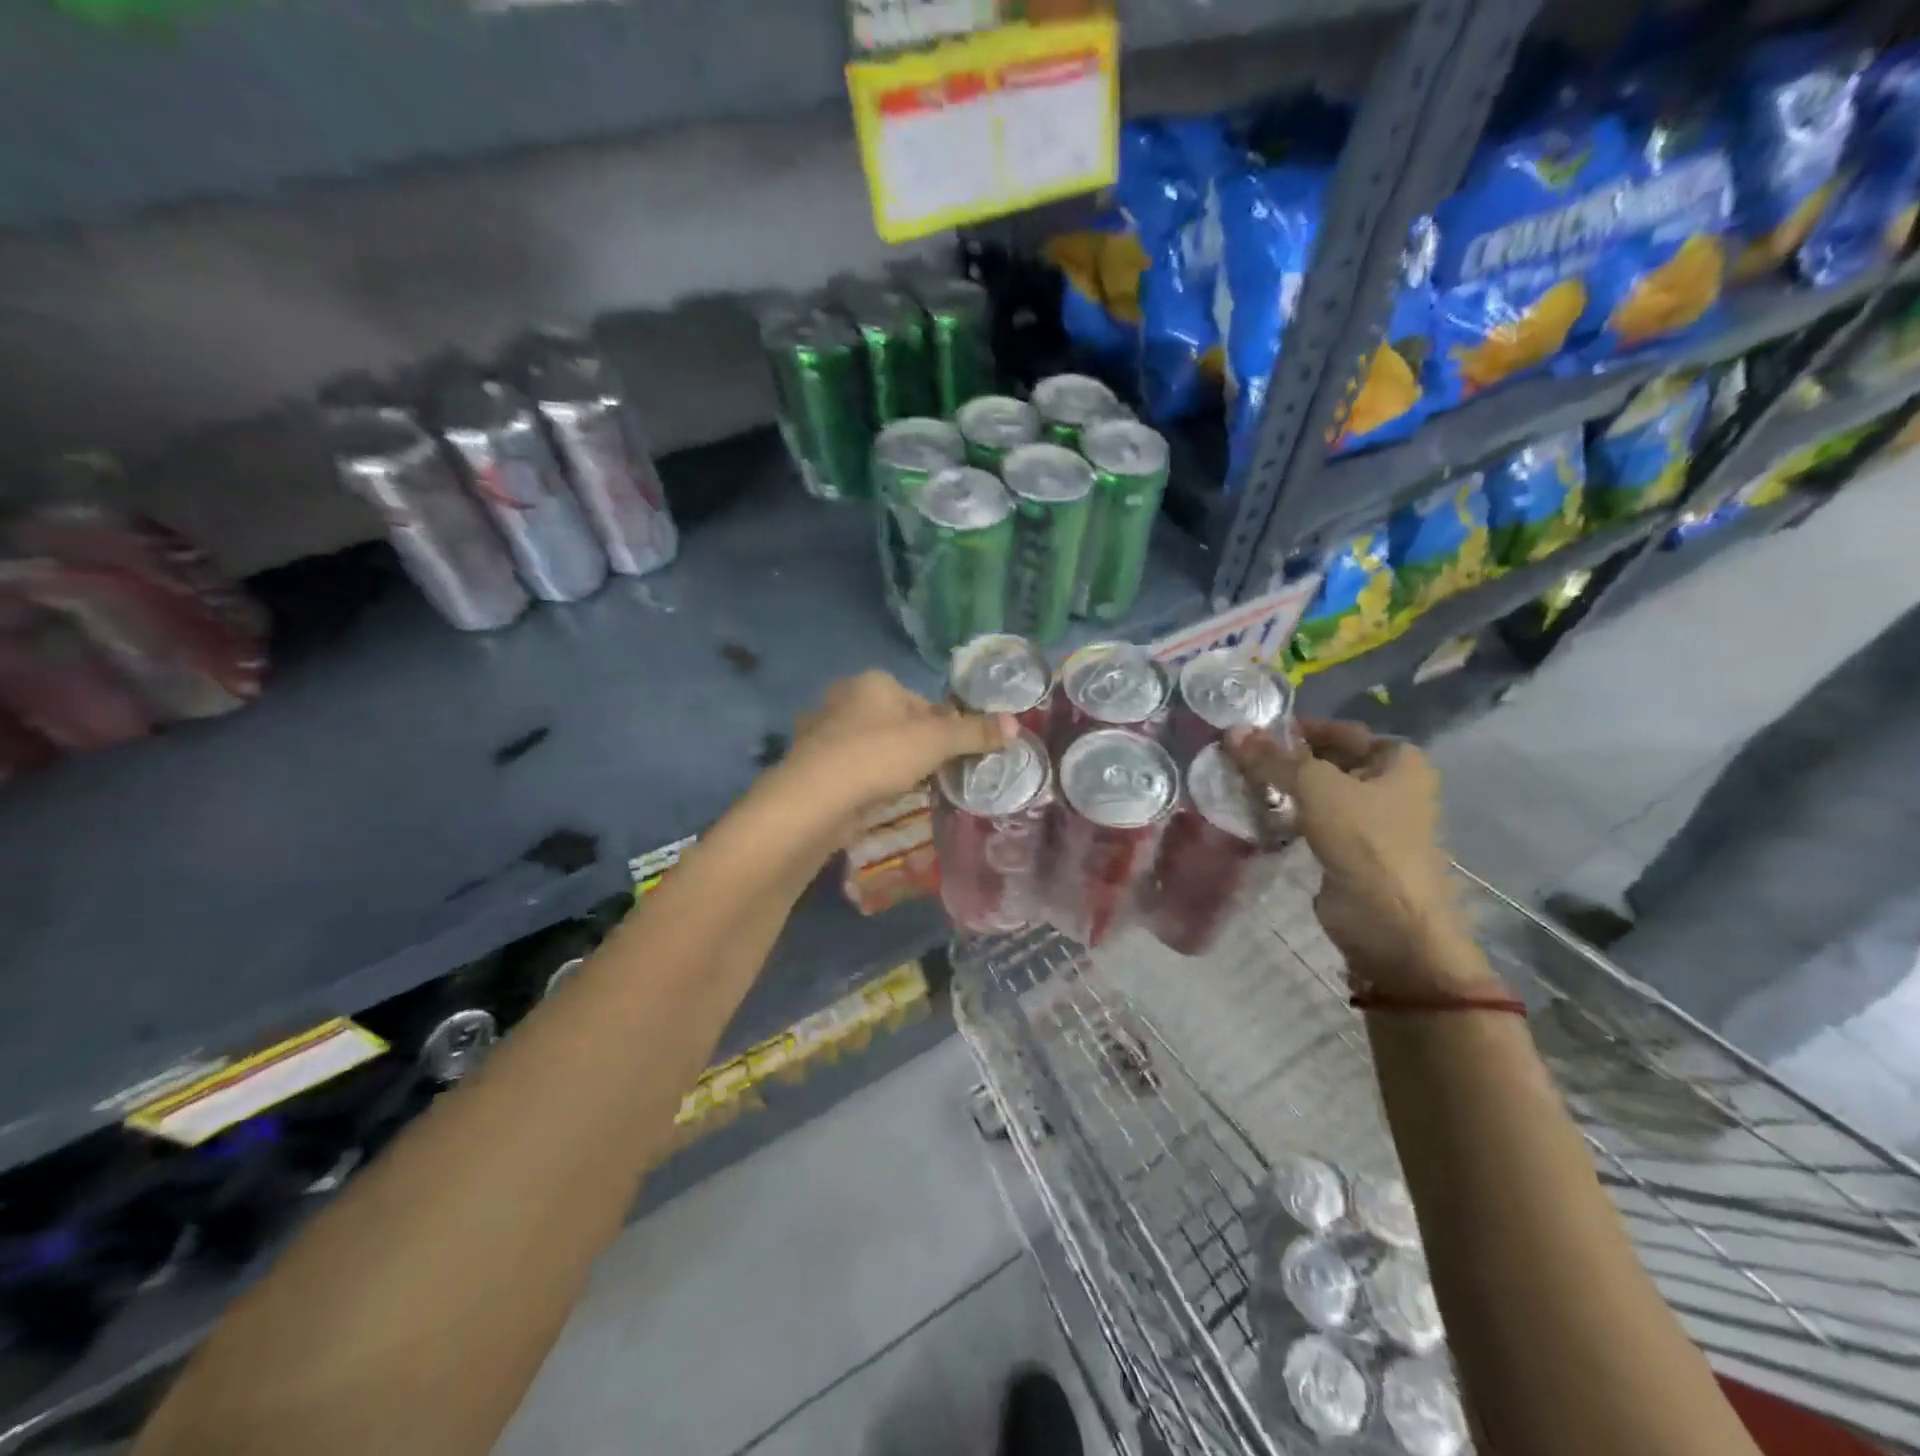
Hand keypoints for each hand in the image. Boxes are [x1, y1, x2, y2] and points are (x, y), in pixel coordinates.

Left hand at [772, 671, 1015, 837]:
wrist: (815, 799)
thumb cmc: (878, 756)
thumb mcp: (935, 742)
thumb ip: (974, 733)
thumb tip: (1015, 724)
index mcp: (873, 682)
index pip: (921, 701)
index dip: (942, 727)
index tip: (951, 755)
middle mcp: (843, 698)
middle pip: (895, 722)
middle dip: (914, 746)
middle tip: (931, 775)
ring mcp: (821, 732)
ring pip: (870, 746)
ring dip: (888, 764)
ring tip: (904, 790)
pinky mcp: (810, 764)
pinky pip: (850, 768)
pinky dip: (864, 780)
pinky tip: (873, 799)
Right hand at [1226, 718, 1489, 993]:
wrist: (1389, 923)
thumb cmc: (1366, 842)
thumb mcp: (1316, 788)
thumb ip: (1273, 759)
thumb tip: (1231, 732)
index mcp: (1398, 761)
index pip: (1340, 730)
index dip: (1299, 728)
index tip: (1253, 733)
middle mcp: (1389, 786)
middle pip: (1327, 761)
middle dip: (1285, 760)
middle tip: (1237, 758)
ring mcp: (1369, 821)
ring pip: (1317, 793)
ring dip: (1282, 789)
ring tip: (1237, 783)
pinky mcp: (1348, 851)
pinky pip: (1311, 822)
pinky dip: (1286, 816)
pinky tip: (1253, 814)